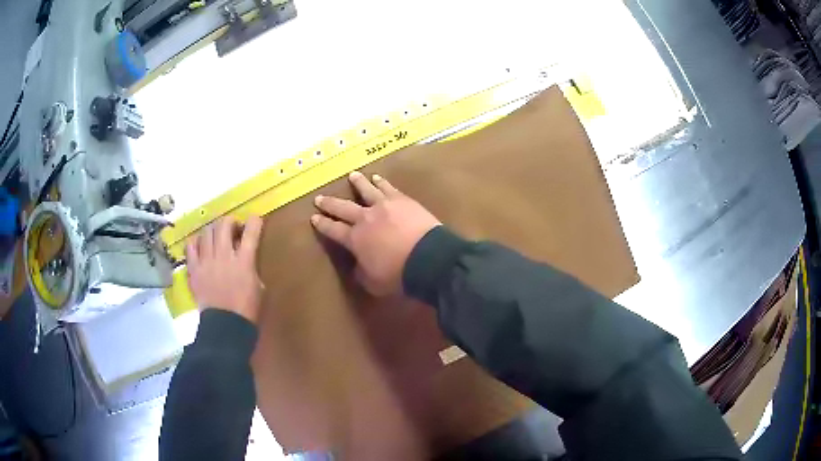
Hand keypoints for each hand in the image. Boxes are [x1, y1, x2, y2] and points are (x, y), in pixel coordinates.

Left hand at [185, 216, 264, 322]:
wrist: (225, 327)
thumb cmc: (247, 310)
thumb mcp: (258, 287)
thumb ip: (251, 267)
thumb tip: (246, 256)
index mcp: (244, 261)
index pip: (251, 232)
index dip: (255, 221)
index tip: (255, 220)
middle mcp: (224, 256)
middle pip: (224, 225)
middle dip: (231, 222)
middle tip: (233, 230)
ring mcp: (206, 262)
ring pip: (207, 232)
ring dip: (214, 230)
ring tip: (216, 237)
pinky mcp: (194, 269)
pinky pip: (191, 246)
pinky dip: (196, 242)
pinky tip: (201, 246)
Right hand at [311, 171, 440, 295]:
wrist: (428, 258)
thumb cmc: (398, 274)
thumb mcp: (373, 282)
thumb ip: (361, 271)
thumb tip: (357, 264)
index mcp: (355, 239)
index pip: (333, 230)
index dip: (322, 224)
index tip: (313, 218)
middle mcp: (365, 218)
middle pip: (343, 208)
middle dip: (329, 203)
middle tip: (319, 198)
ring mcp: (383, 206)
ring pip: (366, 191)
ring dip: (357, 183)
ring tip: (351, 176)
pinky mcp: (401, 200)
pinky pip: (388, 188)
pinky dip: (381, 182)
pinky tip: (377, 178)